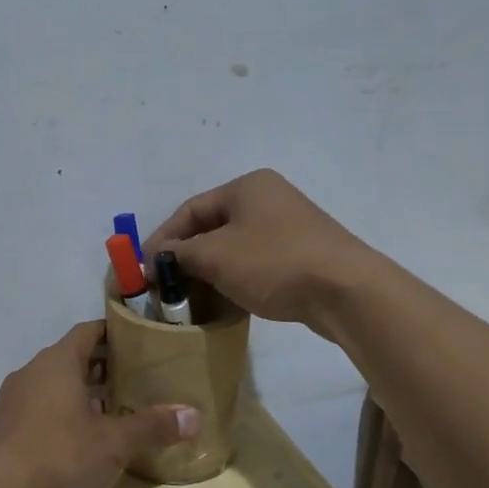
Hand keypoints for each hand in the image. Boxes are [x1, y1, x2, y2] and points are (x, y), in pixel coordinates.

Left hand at [0, 322, 200, 487]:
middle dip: (103, 369)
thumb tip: (194, 415)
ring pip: (54, 387)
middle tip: (138, 381)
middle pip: (72, 360)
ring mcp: (12, 403)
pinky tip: (82, 442)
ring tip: (116, 413)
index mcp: (57, 363)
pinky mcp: (2, 432)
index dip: (114, 333)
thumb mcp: (114, 444)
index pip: (88, 332)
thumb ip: (153, 426)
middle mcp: (30, 374)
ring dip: (83, 395)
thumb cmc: (60, 458)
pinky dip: (63, 416)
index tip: (140, 342)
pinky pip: (39, 411)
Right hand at [146, 169, 381, 331]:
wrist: (345, 290)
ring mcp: (289, 226)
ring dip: (209, 271)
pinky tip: (225, 300)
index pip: (190, 210)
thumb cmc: (274, 263)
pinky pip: (256, 263)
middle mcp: (268, 198)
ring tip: (190, 298)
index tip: (143, 269)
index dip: (162, 239)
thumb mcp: (216, 257)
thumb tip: (153, 261)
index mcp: (247, 187)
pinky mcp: (302, 254)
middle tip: (164, 286)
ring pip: (234, 247)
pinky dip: (235, 278)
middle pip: (212, 227)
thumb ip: (179, 255)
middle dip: (185, 258)